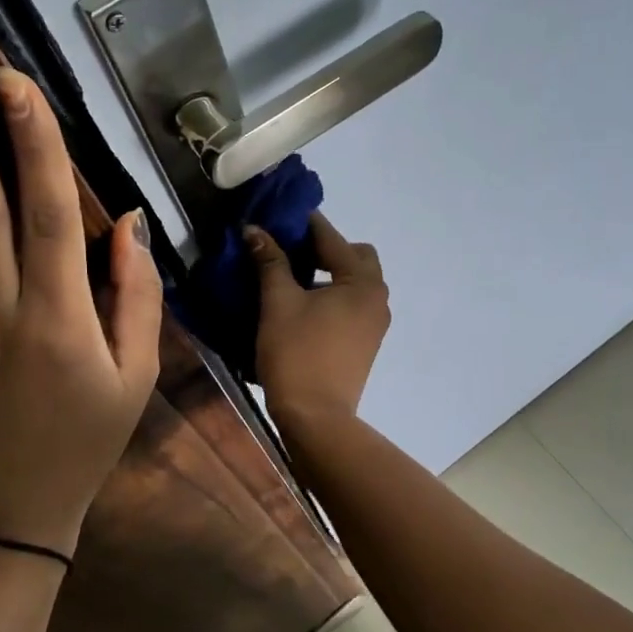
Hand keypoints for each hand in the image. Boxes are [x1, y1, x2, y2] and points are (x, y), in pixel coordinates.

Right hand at [246, 212, 389, 435]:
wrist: (316, 417)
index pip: (331, 238)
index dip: (303, 224)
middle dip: (325, 248)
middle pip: (354, 257)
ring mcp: (375, 323)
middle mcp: (377, 297)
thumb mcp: (278, 303)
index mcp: (362, 282)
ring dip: (329, 273)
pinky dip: (333, 295)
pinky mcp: (366, 342)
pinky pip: (353, 304)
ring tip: (292, 277)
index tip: (278, 214)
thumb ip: (270, 262)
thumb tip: (255, 230)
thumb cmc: (297, 354)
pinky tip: (304, 304)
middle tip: (289, 251)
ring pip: (354, 282)